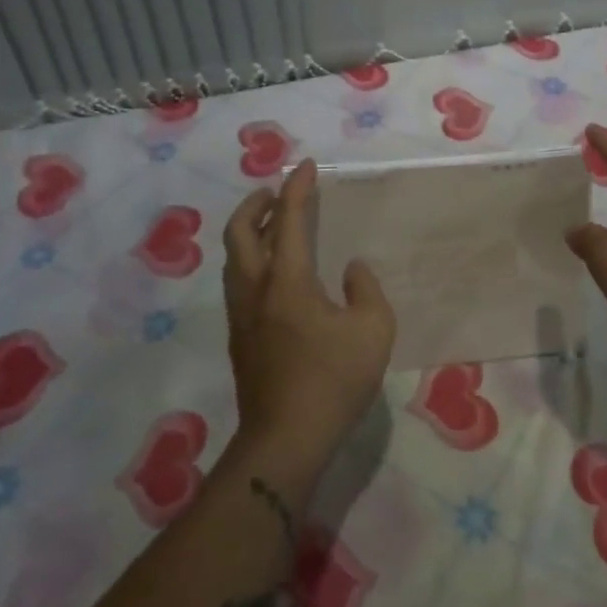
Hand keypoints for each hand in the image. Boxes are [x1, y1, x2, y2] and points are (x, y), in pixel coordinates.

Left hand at [222, 160, 395, 470]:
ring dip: (249, 231)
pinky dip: (250, 259)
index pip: (287, 219)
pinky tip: (274, 273)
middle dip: (255, 203)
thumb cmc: (333, 381)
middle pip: (239, 231)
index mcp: (287, 281)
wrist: (285, 440)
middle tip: (276, 193)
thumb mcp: (373, 330)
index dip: (297, 188)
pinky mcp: (239, 338)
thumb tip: (352, 270)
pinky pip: (238, 282)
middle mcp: (255, 290)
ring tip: (273, 226)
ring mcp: (241, 316)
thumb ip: (366, 289)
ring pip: (233, 258)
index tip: (306, 165)